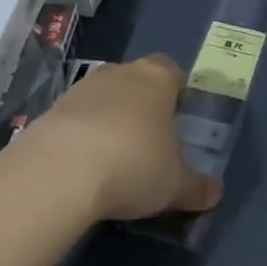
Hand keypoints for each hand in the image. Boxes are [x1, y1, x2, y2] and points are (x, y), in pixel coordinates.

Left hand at [19, 55, 221, 222]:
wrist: (59, 172)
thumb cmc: (134, 165)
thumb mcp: (175, 185)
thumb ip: (197, 187)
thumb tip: (215, 193)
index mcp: (158, 78)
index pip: (173, 72)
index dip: (177, 93)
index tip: (178, 120)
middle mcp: (120, 72)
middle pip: (137, 82)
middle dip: (143, 107)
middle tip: (149, 143)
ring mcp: (81, 88)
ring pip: (104, 98)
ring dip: (109, 121)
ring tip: (113, 161)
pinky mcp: (50, 110)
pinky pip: (75, 119)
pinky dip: (81, 137)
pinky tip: (83, 169)